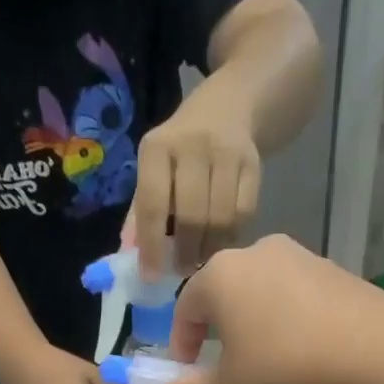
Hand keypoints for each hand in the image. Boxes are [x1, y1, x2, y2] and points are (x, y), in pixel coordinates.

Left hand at [131, 79, 261, 275]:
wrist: (230, 107)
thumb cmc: (180, 150)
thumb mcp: (153, 170)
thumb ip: (140, 213)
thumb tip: (129, 259)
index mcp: (157, 147)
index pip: (153, 204)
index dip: (152, 245)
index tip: (152, 277)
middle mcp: (192, 145)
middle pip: (191, 215)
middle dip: (185, 252)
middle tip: (182, 270)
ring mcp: (227, 152)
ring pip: (220, 219)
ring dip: (210, 249)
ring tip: (201, 261)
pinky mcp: (254, 163)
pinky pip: (244, 213)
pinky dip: (232, 236)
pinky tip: (222, 242)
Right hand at [159, 234, 383, 383]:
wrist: (375, 351)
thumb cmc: (286, 368)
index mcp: (219, 276)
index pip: (184, 309)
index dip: (181, 345)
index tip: (189, 374)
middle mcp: (254, 253)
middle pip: (221, 295)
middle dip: (216, 332)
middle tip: (225, 368)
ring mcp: (296, 255)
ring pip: (258, 292)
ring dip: (251, 323)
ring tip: (264, 360)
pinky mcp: (330, 266)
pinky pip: (292, 293)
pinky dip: (284, 317)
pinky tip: (300, 348)